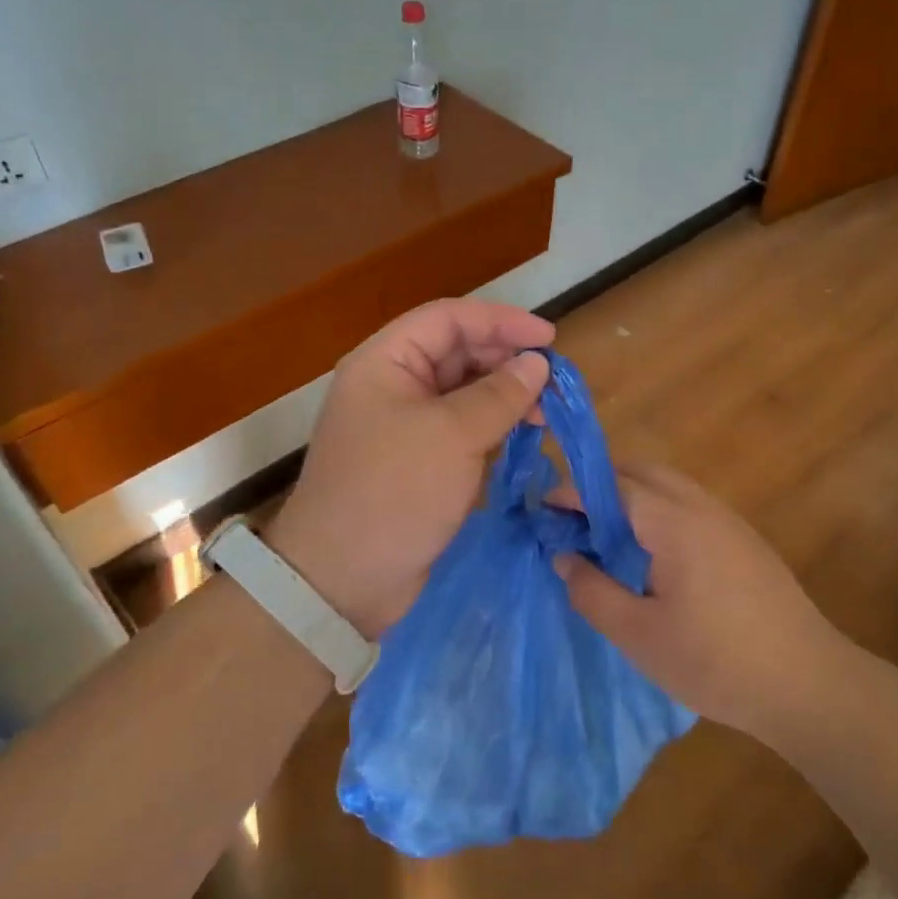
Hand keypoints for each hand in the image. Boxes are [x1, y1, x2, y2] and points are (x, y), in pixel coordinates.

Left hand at [268, 300, 552, 635]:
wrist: (344, 579)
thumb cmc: (395, 492)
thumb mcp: (453, 436)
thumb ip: (499, 394)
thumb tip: (537, 364)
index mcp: (385, 362)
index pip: (448, 319)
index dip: (500, 321)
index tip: (549, 339)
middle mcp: (392, 386)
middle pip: (456, 353)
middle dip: (505, 361)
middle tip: (553, 383)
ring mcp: (403, 426)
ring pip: (461, 394)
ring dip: (503, 397)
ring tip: (544, 415)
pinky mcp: (416, 463)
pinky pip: (459, 431)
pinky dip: (491, 429)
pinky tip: (521, 438)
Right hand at [557, 465, 851, 744]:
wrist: (810, 686)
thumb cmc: (716, 662)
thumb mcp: (638, 634)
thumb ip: (592, 591)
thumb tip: (564, 558)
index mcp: (674, 523)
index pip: (612, 486)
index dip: (572, 492)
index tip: (542, 508)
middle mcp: (703, 508)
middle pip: (643, 472)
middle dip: (601, 483)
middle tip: (572, 518)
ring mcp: (730, 522)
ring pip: (670, 485)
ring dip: (632, 494)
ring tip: (605, 534)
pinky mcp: (746, 542)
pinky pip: (690, 505)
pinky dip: (658, 509)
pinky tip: (651, 553)